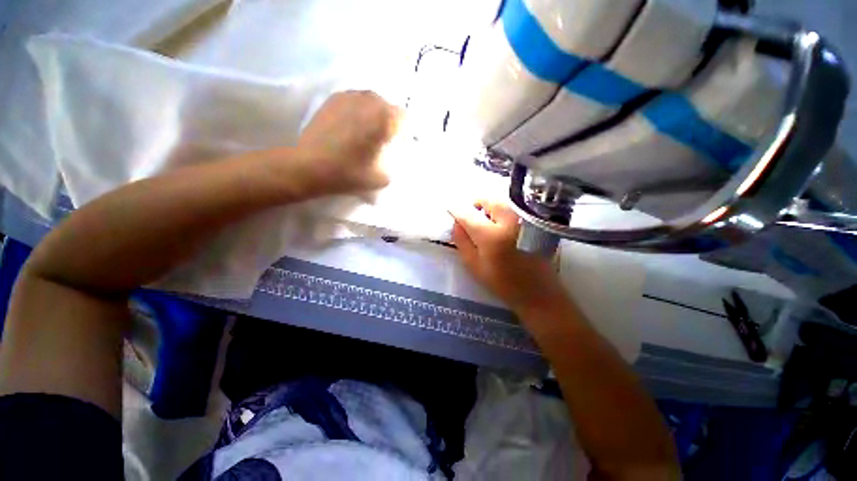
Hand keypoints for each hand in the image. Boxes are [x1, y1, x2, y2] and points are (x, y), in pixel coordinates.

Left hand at [296, 90, 401, 194]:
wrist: (310, 166)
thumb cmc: (349, 173)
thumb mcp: (383, 178)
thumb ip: (395, 165)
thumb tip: (394, 155)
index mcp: (384, 119)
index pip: (404, 119)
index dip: (405, 132)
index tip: (399, 144)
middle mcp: (369, 101)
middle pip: (388, 107)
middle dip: (390, 121)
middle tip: (384, 138)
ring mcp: (349, 96)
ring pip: (371, 101)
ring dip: (374, 114)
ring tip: (368, 130)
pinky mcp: (333, 99)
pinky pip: (354, 100)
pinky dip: (359, 111)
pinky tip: (352, 125)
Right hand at [451, 200, 566, 312]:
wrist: (538, 292)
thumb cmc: (503, 283)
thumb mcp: (475, 266)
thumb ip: (462, 242)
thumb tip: (456, 223)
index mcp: (491, 236)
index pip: (468, 215)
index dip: (457, 210)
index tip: (450, 209)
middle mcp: (509, 221)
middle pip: (488, 201)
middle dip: (477, 204)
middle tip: (472, 214)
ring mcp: (525, 220)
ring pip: (503, 202)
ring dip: (491, 206)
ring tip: (487, 219)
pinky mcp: (535, 222)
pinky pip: (515, 208)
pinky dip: (504, 210)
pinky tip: (503, 224)